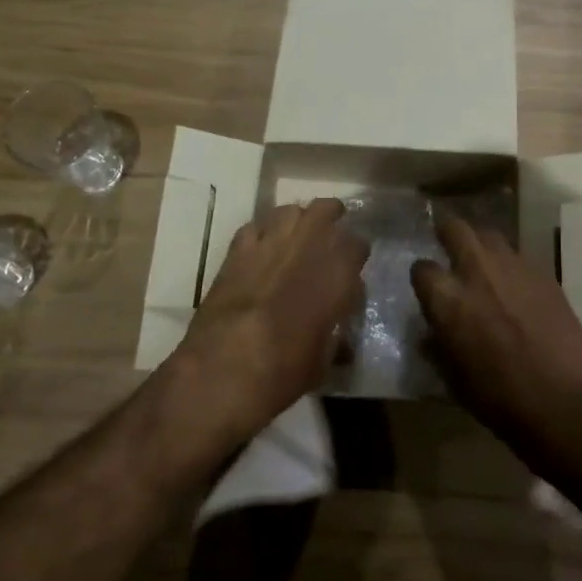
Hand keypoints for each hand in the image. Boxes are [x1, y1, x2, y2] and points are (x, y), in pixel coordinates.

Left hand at [176, 199, 367, 442]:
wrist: (223, 370)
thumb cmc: (283, 371)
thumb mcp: (323, 359)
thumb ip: (334, 331)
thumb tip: (335, 326)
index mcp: (339, 272)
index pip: (358, 245)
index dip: (355, 258)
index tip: (350, 272)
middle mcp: (309, 245)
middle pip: (327, 209)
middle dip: (332, 220)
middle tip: (329, 239)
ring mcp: (270, 242)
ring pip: (290, 210)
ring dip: (297, 221)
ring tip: (296, 238)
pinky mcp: (237, 249)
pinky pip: (255, 227)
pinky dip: (263, 233)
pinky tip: (262, 250)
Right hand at [411, 216, 581, 437]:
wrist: (563, 401)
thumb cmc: (499, 399)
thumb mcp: (453, 378)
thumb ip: (438, 347)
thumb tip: (432, 333)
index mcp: (447, 299)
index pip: (421, 268)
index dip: (422, 277)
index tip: (427, 286)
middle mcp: (477, 271)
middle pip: (456, 228)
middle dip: (447, 233)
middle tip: (447, 244)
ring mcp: (514, 268)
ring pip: (490, 236)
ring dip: (481, 245)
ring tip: (482, 262)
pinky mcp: (544, 274)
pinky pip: (518, 258)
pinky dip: (509, 266)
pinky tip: (514, 287)